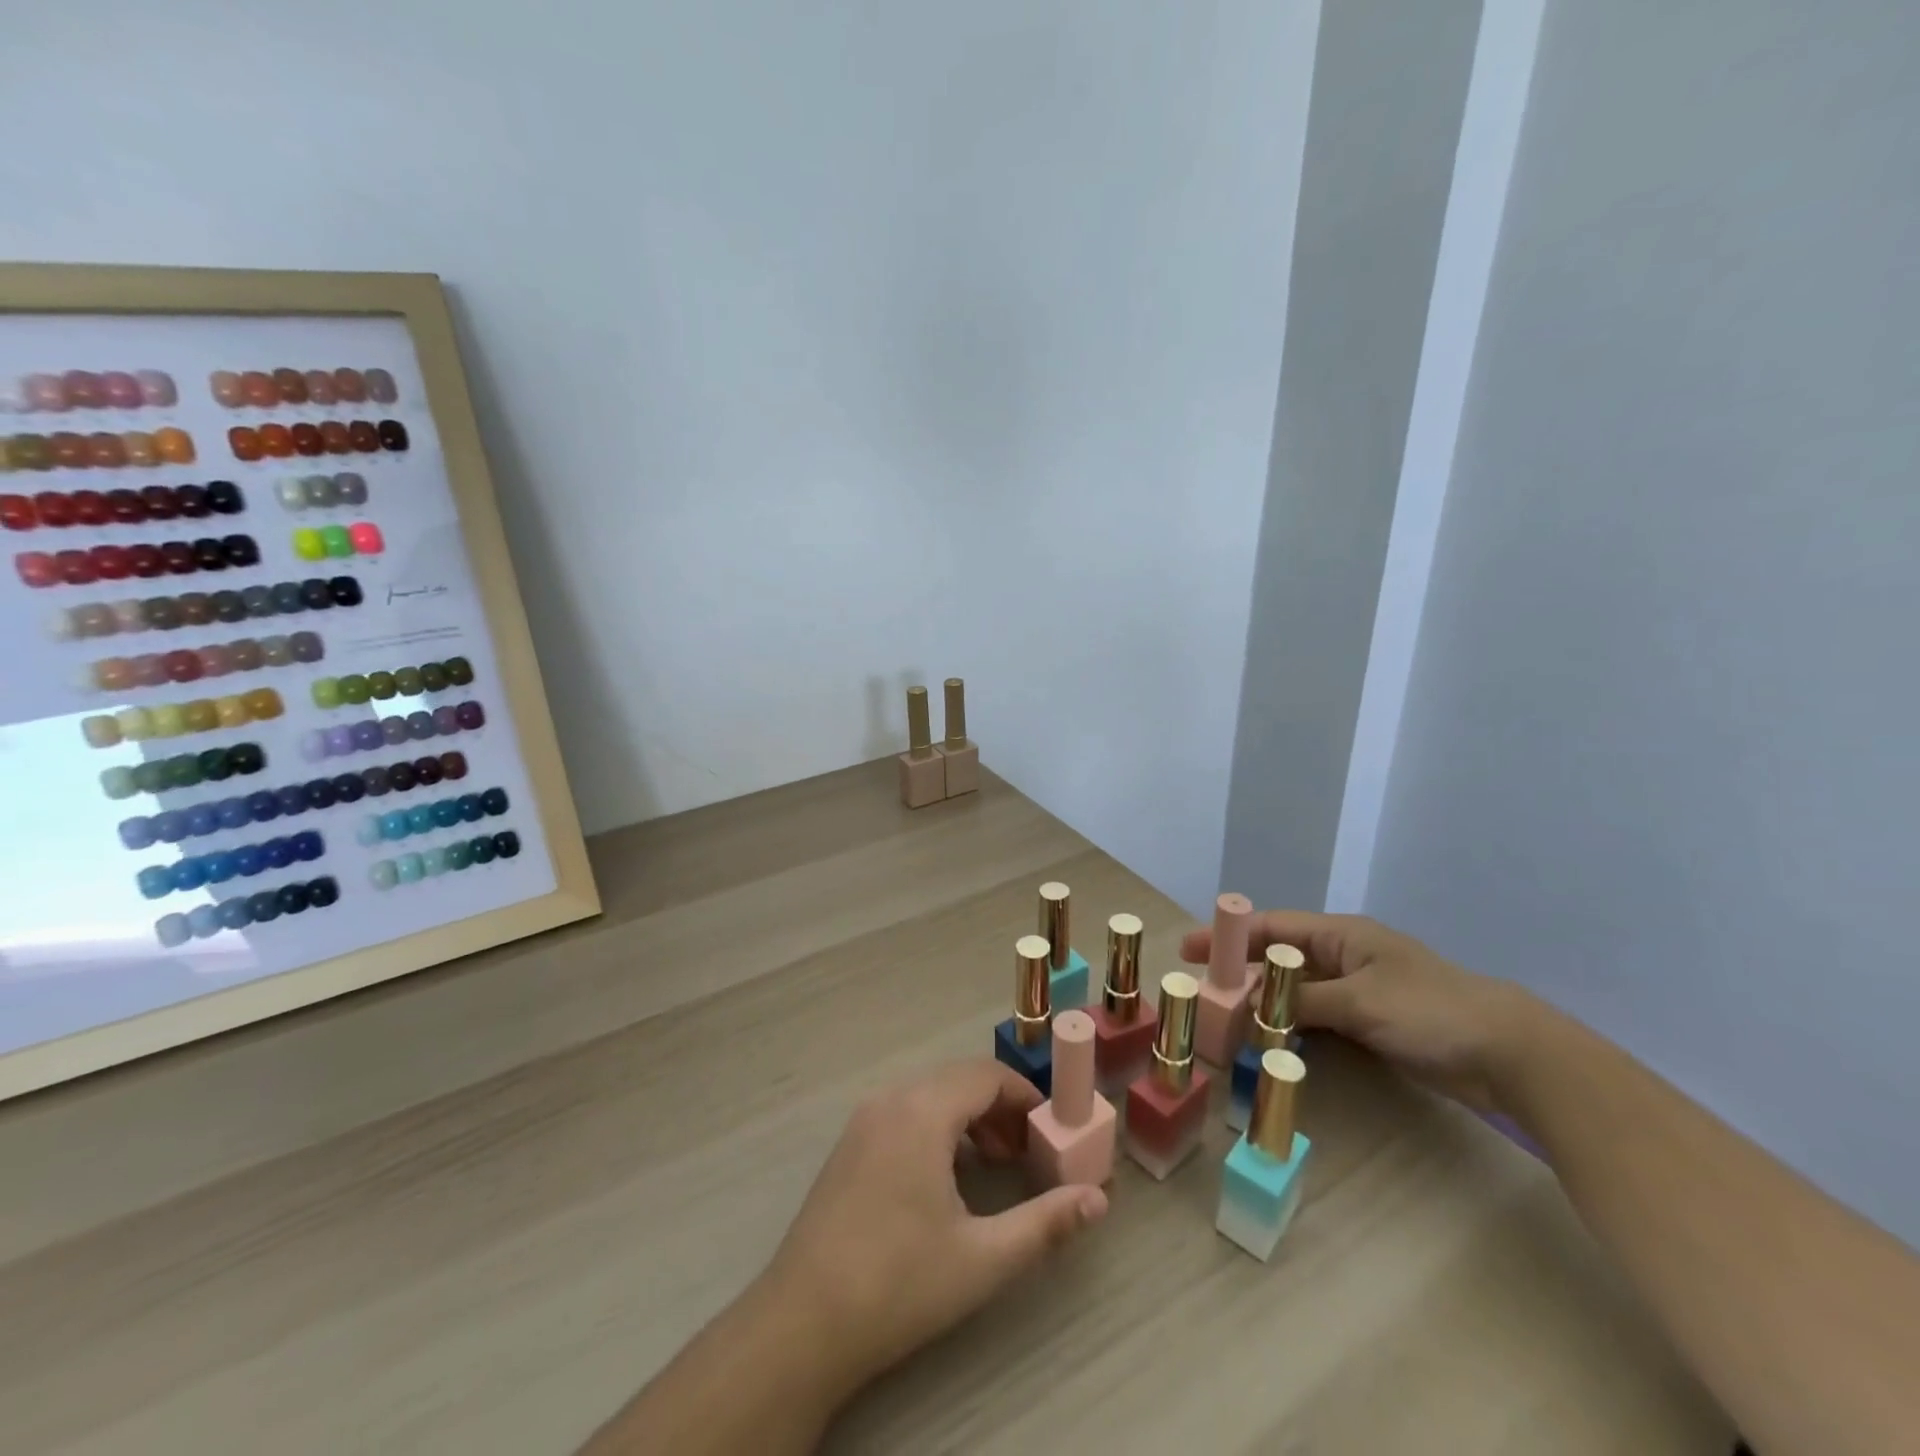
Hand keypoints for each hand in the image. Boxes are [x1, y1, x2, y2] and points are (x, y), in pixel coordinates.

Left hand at [761, 1059, 1107, 1396]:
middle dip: (1000, 1107)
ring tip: (996, 1162)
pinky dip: (938, 1126)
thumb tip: (1097, 1200)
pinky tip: (949, 1174)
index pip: (986, 1076)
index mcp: (922, 1111)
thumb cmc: (899, 1283)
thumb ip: (1045, 1224)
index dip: (1025, 1096)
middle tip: (1029, 1151)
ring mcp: (864, 1119)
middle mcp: (891, 1099)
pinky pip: (905, 1112)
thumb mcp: (983, 1258)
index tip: (1052, 1129)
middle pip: (959, 1079)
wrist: (803, 1323)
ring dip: (969, 1116)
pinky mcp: (850, 1143)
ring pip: (931, 1094)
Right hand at [1180, 910, 1540, 1111]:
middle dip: (1240, 968)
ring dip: (1263, 1000)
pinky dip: (1291, 1023)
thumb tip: (1247, 1013)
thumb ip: (1300, 1004)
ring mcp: (1358, 989)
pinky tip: (1271, 1039)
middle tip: (1202, 988)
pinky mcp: (1370, 1020)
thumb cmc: (1430, 1011)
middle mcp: (1344, 956)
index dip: (1228, 935)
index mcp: (1341, 936)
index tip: (1189, 949)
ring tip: (1227, 1017)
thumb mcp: (1359, 1002)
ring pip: (1295, 989)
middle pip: (1278, 956)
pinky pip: (1316, 1015)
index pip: (1272, 927)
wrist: (1511, 1052)